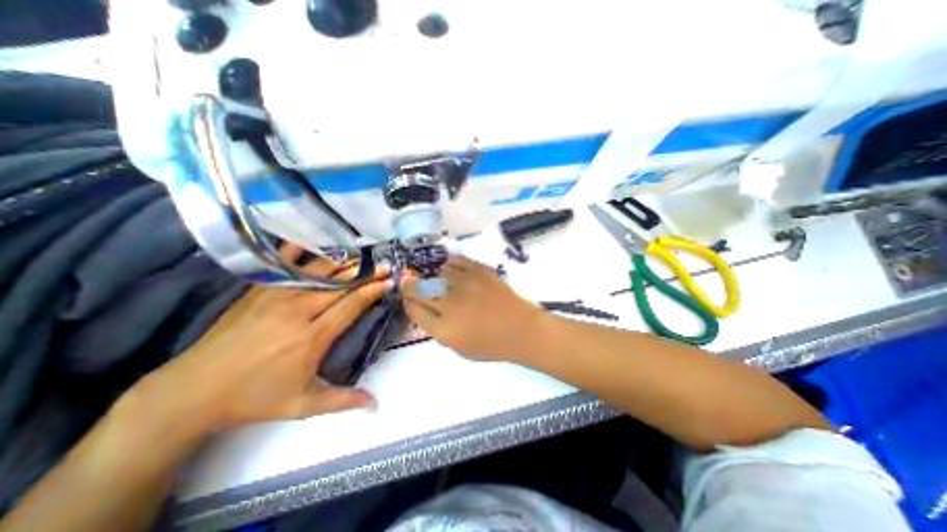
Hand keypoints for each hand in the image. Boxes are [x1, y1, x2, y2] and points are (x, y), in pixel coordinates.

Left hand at [131, 245, 388, 431]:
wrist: (191, 391)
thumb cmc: (253, 398)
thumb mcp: (301, 406)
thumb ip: (342, 401)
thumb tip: (375, 403)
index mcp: (312, 337)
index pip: (351, 305)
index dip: (372, 291)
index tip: (389, 282)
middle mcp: (298, 311)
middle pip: (340, 285)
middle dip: (365, 274)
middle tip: (384, 265)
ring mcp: (276, 297)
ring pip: (318, 273)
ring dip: (343, 263)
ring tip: (361, 256)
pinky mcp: (259, 291)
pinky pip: (283, 265)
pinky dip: (299, 251)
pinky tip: (311, 242)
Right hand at [402, 256, 542, 360]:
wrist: (521, 330)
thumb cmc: (491, 345)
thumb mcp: (459, 349)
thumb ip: (438, 330)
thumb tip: (425, 310)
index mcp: (444, 329)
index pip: (414, 309)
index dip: (407, 301)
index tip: (408, 297)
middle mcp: (450, 304)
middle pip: (419, 289)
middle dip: (410, 285)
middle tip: (409, 281)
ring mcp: (466, 285)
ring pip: (438, 273)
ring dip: (434, 276)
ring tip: (440, 280)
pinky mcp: (480, 271)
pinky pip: (456, 261)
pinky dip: (450, 265)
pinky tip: (451, 270)